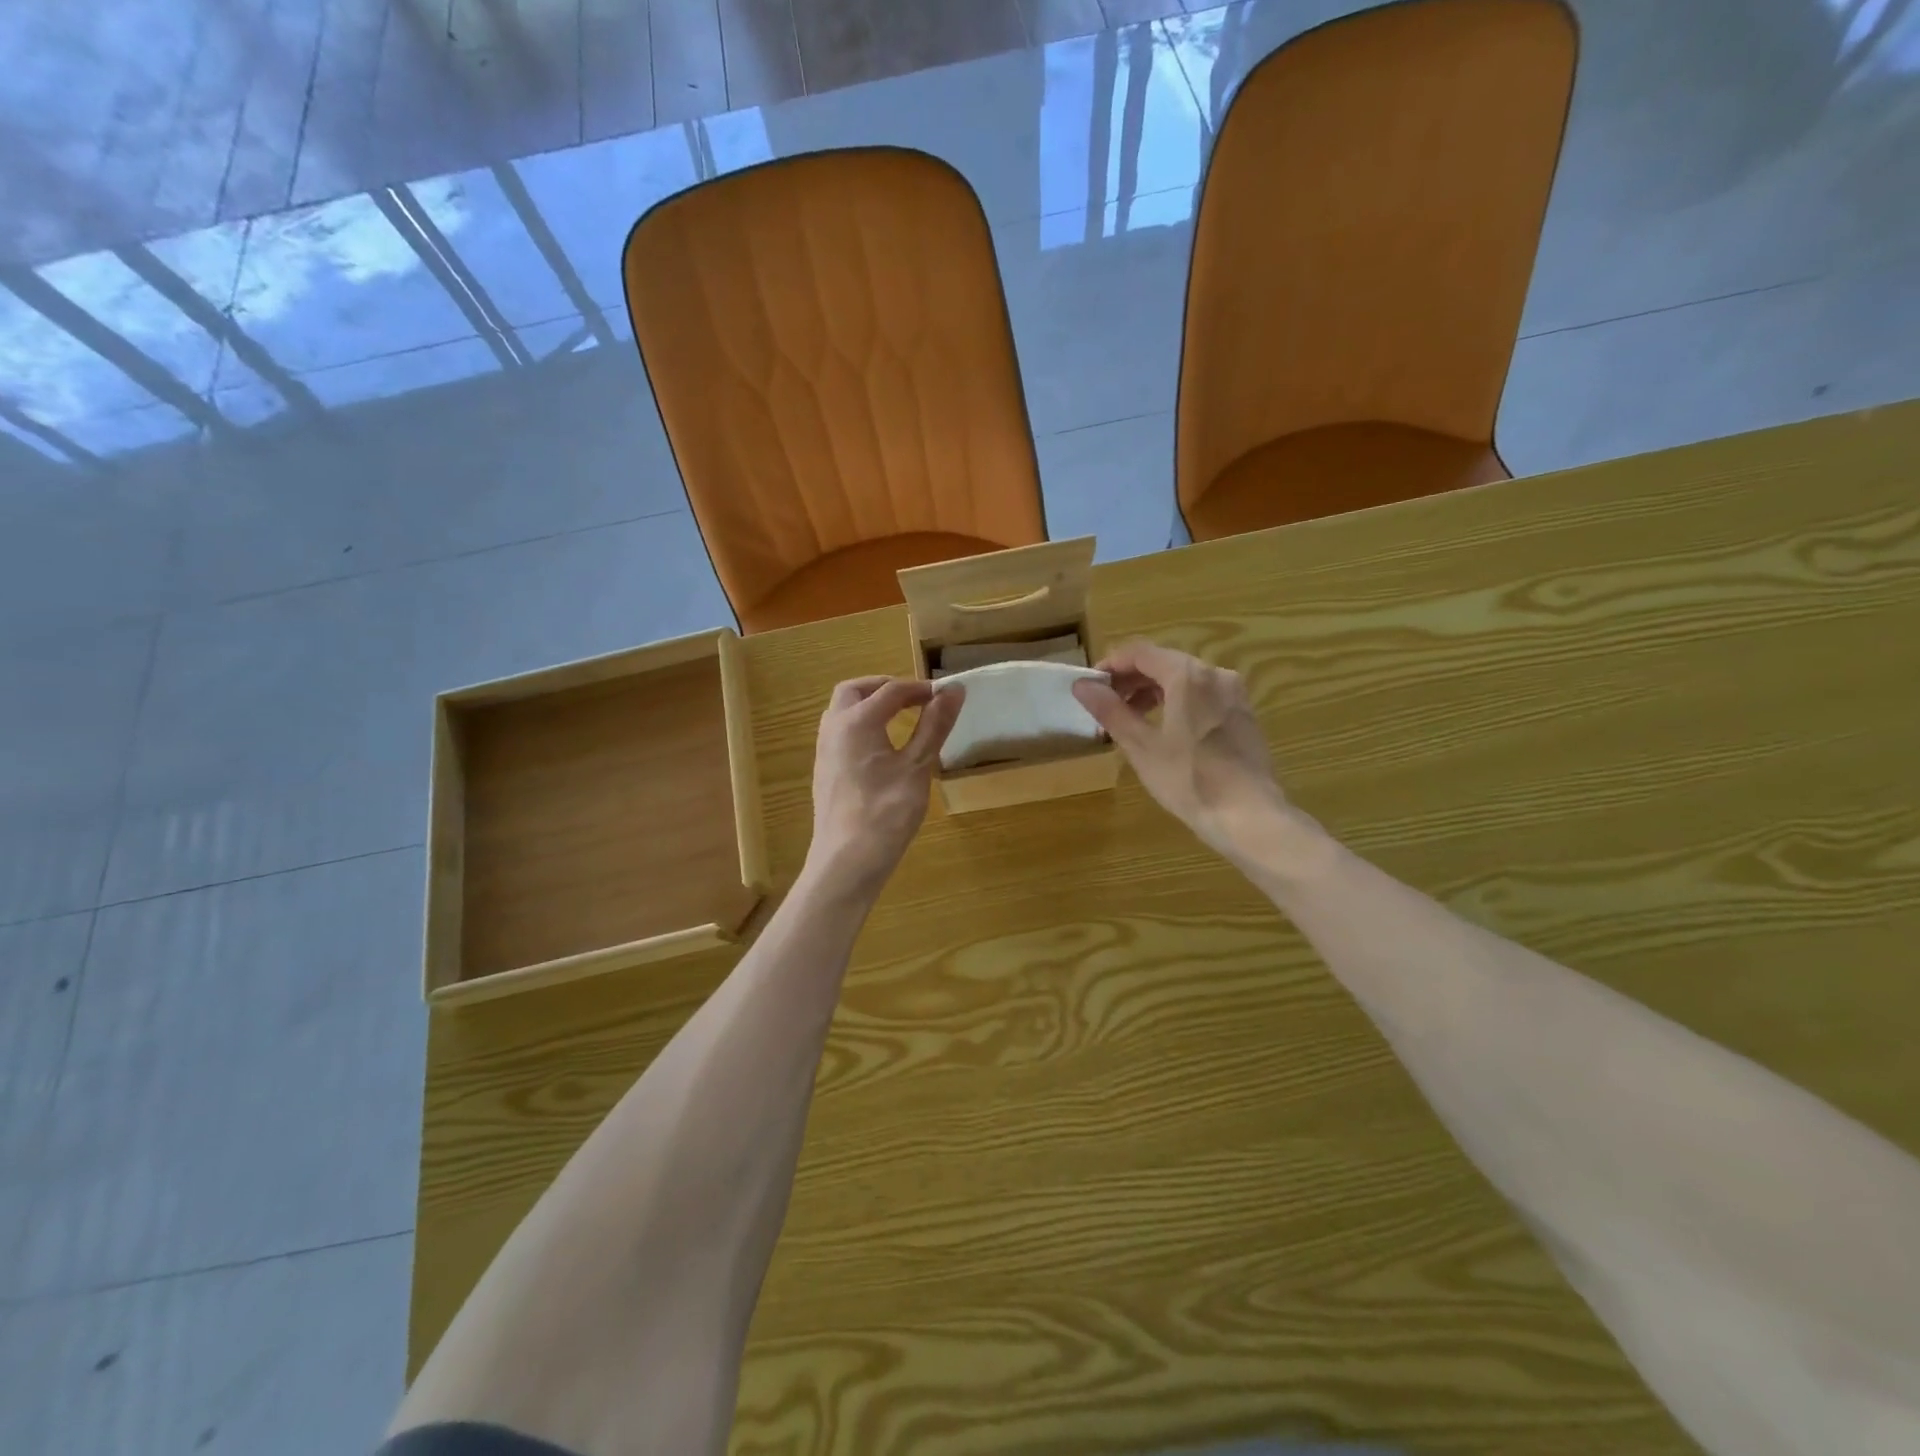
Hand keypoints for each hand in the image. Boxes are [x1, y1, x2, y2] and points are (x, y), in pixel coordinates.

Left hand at [807, 677, 962, 897]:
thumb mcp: (918, 766)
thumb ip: (934, 725)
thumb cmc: (887, 812)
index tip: (946, 695)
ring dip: (869, 705)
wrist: (847, 862)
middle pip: (855, 690)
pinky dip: (861, 726)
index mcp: (857, 721)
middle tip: (915, 698)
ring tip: (901, 718)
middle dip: (885, 687)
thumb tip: (954, 690)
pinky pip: (840, 733)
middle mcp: (834, 728)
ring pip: (842, 711)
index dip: (920, 688)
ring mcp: (824, 750)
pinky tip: (882, 748)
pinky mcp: (824, 771)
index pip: (891, 690)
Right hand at [1072, 642, 1292, 858]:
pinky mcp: (1243, 715)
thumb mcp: (1142, 746)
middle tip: (1106, 705)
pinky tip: (1165, 731)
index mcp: (1188, 675)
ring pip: (1185, 680)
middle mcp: (1215, 674)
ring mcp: (1234, 694)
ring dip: (1153, 691)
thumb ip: (1111, 710)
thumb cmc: (1189, 779)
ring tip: (1131, 719)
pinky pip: (1203, 696)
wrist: (1249, 816)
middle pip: (1164, 663)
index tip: (1090, 686)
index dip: (1111, 665)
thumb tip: (1082, 685)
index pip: (1140, 653)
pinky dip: (1178, 702)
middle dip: (1131, 680)